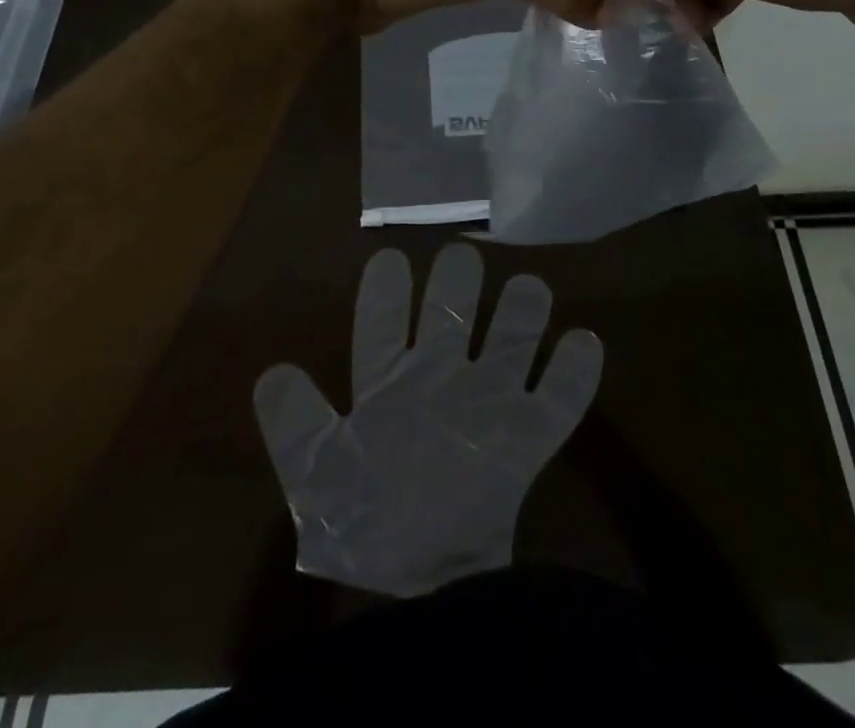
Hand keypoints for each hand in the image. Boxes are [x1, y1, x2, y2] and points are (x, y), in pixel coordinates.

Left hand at [254, 243, 602, 597]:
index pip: (383, 325)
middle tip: (463, 257)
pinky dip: (574, 374)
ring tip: (528, 285)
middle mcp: (439, 383)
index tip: (390, 257)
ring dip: (522, 312)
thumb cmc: (366, 527)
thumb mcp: (318, 478)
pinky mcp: (526, 443)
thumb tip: (272, 373)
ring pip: (510, 341)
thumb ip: (294, 425)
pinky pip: (559, 401)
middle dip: (457, 284)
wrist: (423, 597)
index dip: (385, 292)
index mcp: (388, 387)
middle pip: (451, 316)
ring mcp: (486, 408)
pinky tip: (583, 341)